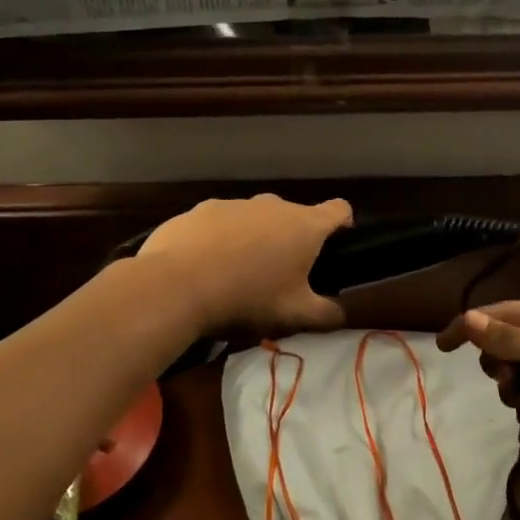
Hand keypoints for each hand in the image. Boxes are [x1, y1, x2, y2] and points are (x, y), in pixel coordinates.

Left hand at [136, 194, 351, 333]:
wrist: (177, 286)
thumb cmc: (248, 298)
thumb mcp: (295, 315)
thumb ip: (326, 315)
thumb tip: (340, 314)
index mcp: (304, 225)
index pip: (338, 210)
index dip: (342, 225)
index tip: (334, 247)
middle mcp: (272, 204)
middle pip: (292, 217)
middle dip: (290, 241)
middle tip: (279, 277)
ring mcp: (233, 204)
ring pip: (253, 219)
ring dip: (253, 240)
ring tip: (236, 276)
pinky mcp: (199, 210)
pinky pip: (218, 224)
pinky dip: (218, 241)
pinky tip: (203, 269)